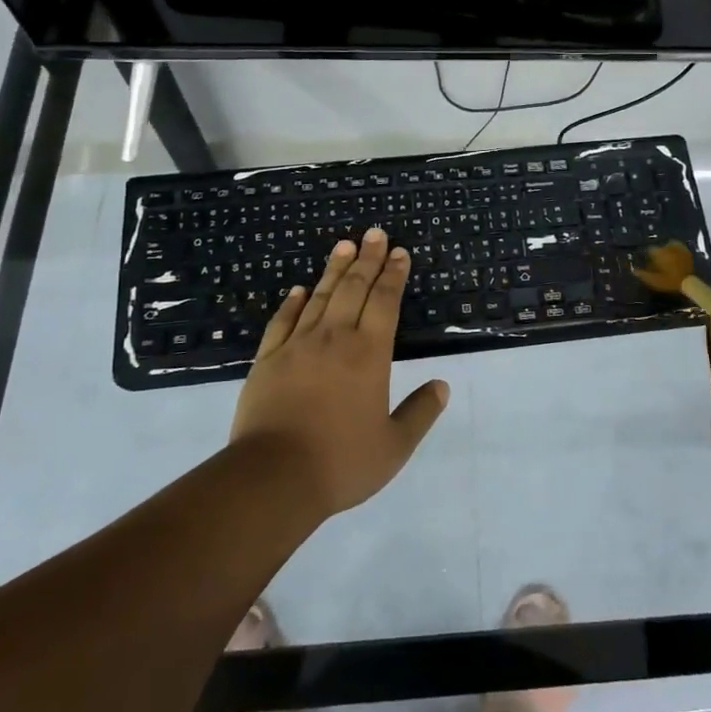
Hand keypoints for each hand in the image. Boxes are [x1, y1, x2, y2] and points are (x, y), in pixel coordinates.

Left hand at [229, 229, 449, 518]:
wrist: (272, 478)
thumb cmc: (340, 462)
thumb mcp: (394, 446)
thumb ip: (420, 413)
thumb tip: (442, 386)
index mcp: (369, 354)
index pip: (385, 302)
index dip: (394, 275)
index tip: (400, 252)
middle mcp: (335, 339)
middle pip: (353, 288)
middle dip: (368, 259)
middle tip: (375, 233)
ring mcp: (297, 346)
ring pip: (320, 297)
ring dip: (334, 269)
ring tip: (344, 245)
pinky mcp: (268, 360)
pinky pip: (282, 321)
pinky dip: (293, 302)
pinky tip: (299, 289)